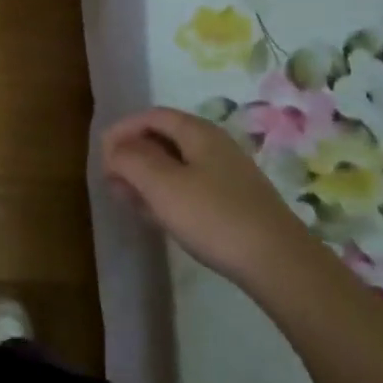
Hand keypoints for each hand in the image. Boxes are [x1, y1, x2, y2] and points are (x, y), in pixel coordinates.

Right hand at [101, 108, 319, 288]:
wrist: (281, 265)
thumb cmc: (214, 216)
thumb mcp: (162, 185)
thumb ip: (130, 160)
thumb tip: (115, 149)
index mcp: (198, 132)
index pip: (151, 116)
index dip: (122, 130)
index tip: (102, 155)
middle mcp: (214, 146)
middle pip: (164, 139)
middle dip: (133, 155)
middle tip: (111, 179)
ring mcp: (227, 176)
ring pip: (176, 166)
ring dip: (147, 178)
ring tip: (127, 199)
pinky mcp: (235, 204)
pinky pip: (190, 188)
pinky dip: (167, 194)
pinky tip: (157, 216)